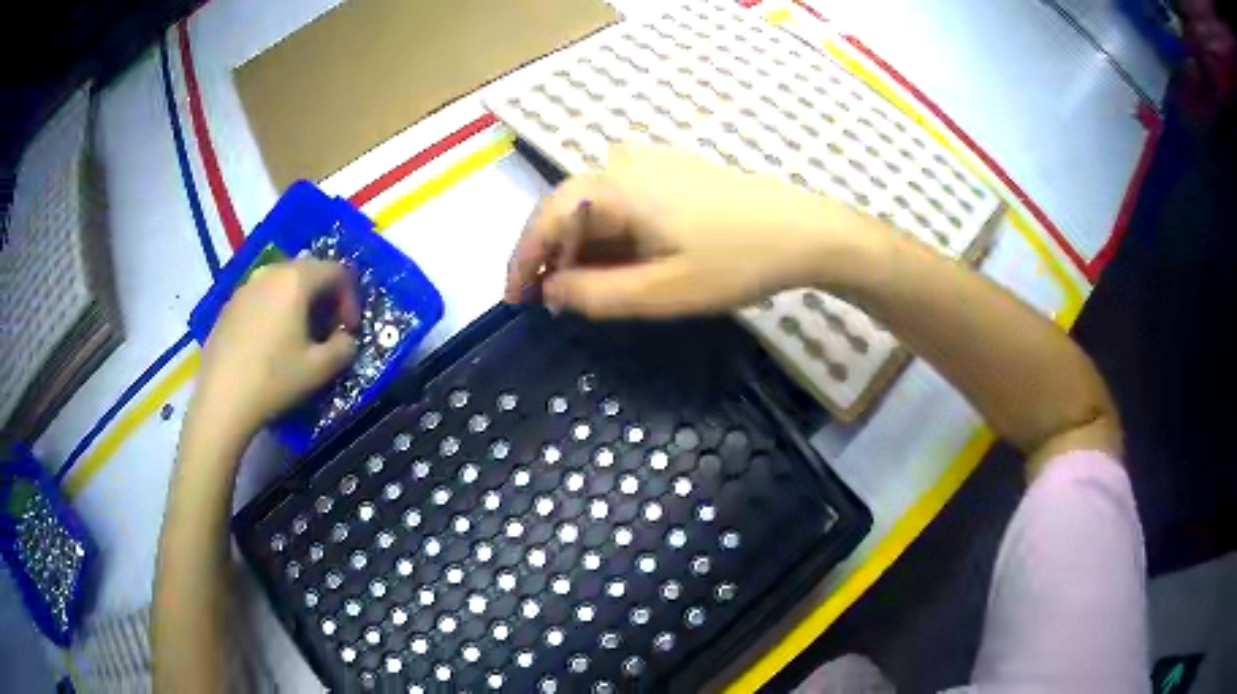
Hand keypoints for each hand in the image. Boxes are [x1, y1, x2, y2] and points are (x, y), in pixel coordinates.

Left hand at [192, 258, 360, 441]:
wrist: (221, 401)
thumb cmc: (274, 380)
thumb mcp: (320, 369)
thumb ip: (344, 347)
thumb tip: (345, 339)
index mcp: (296, 280)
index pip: (336, 272)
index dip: (350, 299)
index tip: (349, 330)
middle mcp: (270, 272)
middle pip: (308, 272)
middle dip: (324, 298)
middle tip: (328, 330)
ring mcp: (245, 287)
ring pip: (282, 283)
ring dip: (298, 304)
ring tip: (298, 337)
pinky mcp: (228, 306)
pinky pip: (261, 298)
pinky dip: (274, 311)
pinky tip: (270, 344)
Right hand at [505, 145, 853, 317]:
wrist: (805, 232)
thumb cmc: (736, 261)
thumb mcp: (662, 291)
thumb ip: (596, 293)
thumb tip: (550, 289)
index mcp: (616, 187)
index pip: (546, 218)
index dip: (522, 260)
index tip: (513, 299)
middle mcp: (624, 163)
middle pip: (566, 207)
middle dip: (548, 254)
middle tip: (542, 297)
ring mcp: (651, 163)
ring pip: (593, 204)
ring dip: (578, 245)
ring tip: (577, 285)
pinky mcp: (672, 171)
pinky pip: (620, 199)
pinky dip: (607, 232)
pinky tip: (618, 259)